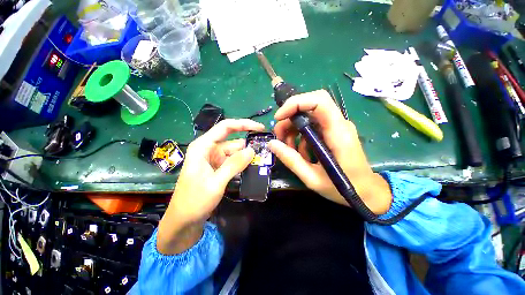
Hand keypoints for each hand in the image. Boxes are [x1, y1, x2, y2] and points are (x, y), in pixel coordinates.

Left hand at [157, 119, 263, 253]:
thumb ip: (234, 165)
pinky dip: (242, 164)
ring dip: (246, 157)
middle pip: (233, 141)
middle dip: (248, 146)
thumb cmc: (194, 201)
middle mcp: (209, 149)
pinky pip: (233, 161)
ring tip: (260, 162)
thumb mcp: (216, 183)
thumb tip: (252, 150)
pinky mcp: (218, 167)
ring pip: (235, 152)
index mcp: (203, 146)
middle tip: (265, 152)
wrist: (184, 221)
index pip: (225, 127)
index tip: (260, 128)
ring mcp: (214, 159)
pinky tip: (251, 169)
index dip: (243, 124)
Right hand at [268, 90, 391, 214]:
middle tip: (279, 138)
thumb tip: (271, 144)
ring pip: (308, 117)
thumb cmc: (343, 188)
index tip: (279, 117)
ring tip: (288, 148)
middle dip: (289, 119)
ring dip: (293, 129)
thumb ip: (291, 160)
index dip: (296, 103)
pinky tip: (300, 153)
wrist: (367, 192)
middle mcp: (339, 125)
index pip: (319, 101)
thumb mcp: (312, 178)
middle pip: (310, 107)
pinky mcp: (332, 133)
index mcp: (338, 133)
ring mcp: (336, 128)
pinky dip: (300, 136)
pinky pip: (312, 127)